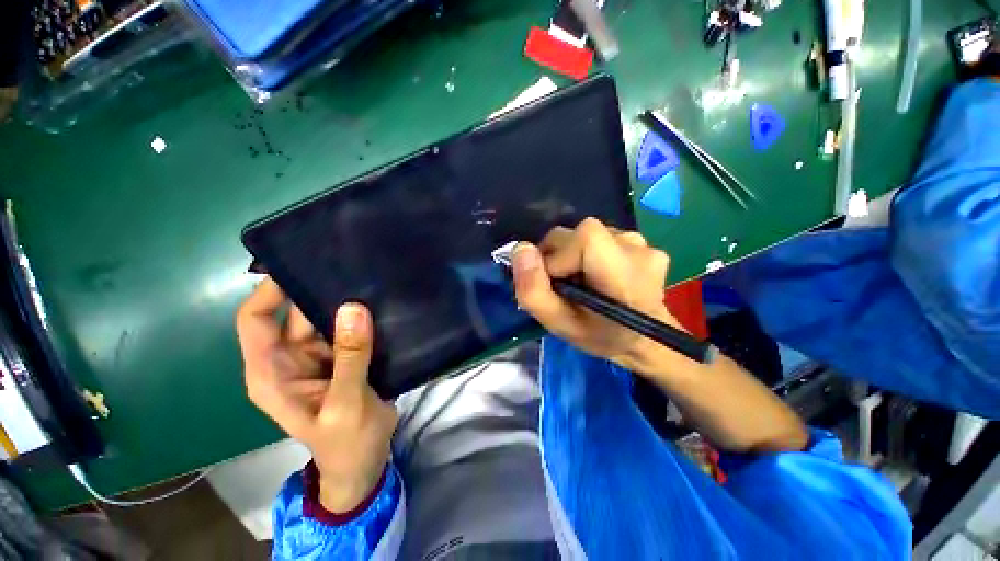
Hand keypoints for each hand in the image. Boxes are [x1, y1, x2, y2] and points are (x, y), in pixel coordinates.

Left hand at [236, 278, 396, 512]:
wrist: (365, 461)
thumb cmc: (347, 442)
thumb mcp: (346, 404)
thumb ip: (349, 358)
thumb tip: (353, 308)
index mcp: (272, 373)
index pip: (256, 320)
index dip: (270, 292)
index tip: (300, 266)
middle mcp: (289, 359)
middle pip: (295, 314)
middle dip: (317, 291)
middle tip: (349, 266)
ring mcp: (318, 358)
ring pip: (325, 318)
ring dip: (343, 302)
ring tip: (369, 278)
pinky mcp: (341, 358)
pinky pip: (347, 329)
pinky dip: (359, 316)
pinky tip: (379, 301)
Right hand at [511, 218, 682, 374]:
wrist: (645, 340)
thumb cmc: (601, 337)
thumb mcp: (559, 325)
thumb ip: (533, 291)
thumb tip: (521, 249)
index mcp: (620, 272)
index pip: (579, 238)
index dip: (557, 257)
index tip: (555, 283)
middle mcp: (636, 248)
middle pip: (579, 233)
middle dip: (560, 255)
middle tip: (563, 284)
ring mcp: (643, 243)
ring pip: (588, 234)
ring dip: (574, 254)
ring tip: (583, 281)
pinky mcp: (643, 242)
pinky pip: (602, 237)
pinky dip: (590, 253)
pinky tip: (599, 273)